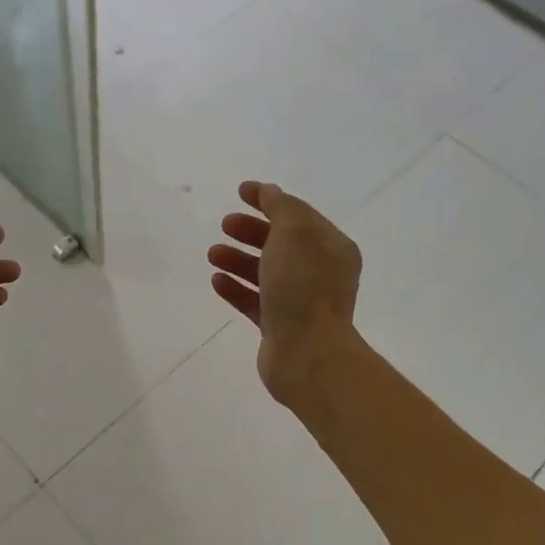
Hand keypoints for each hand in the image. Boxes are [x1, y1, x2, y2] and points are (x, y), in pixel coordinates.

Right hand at [208, 179, 362, 405]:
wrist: (307, 353)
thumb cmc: (303, 287)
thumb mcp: (294, 234)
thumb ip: (281, 208)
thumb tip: (270, 192)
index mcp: (331, 247)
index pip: (298, 214)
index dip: (270, 200)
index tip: (240, 191)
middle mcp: (320, 272)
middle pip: (281, 243)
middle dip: (252, 230)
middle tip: (225, 224)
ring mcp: (300, 301)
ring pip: (265, 272)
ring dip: (238, 259)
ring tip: (213, 253)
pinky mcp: (280, 326)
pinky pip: (255, 301)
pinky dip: (236, 288)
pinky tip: (216, 281)